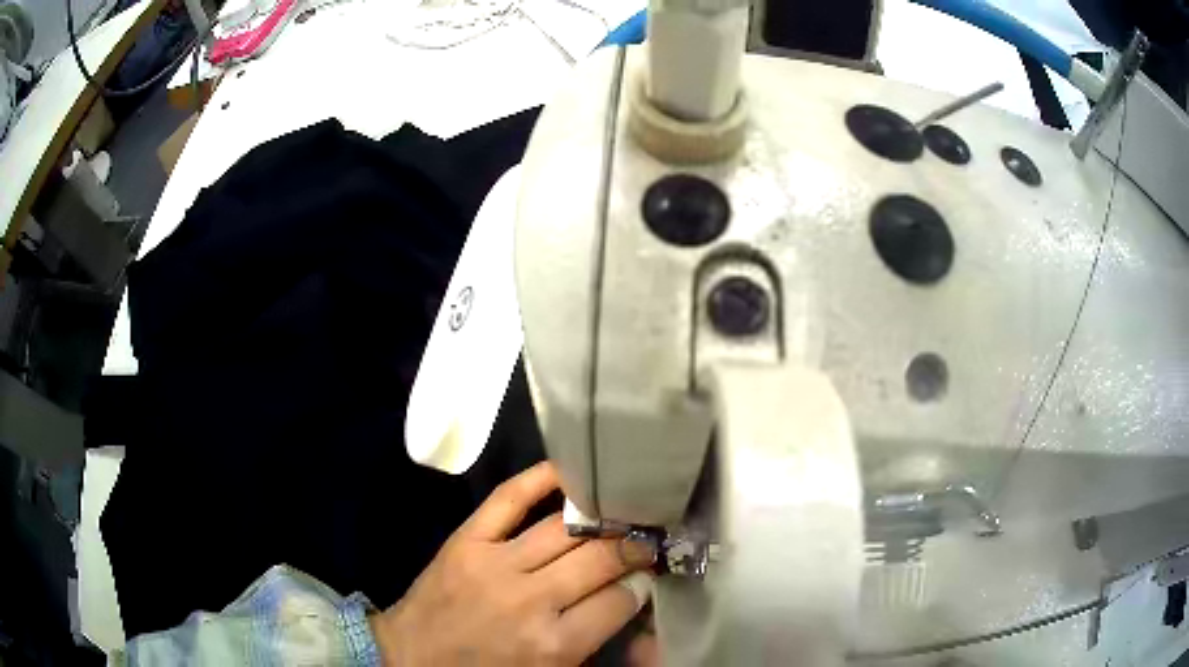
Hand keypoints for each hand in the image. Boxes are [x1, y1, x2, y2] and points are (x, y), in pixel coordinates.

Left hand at [369, 462, 655, 665]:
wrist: (411, 657)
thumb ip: (594, 643)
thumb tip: (633, 599)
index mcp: (553, 645)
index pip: (619, 601)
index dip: (640, 585)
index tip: (646, 575)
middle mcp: (530, 600)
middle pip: (600, 558)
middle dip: (631, 547)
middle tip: (644, 541)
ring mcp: (495, 564)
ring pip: (565, 528)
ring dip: (601, 518)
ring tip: (620, 512)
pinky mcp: (466, 540)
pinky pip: (508, 498)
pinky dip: (540, 479)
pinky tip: (568, 472)